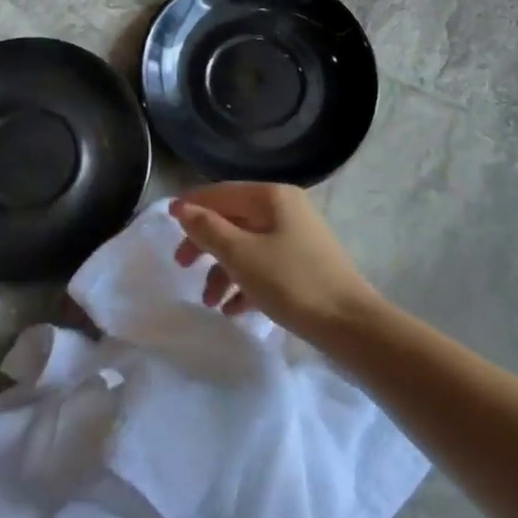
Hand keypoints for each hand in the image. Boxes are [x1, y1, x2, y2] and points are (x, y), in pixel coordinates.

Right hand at [170, 182, 382, 339]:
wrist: (350, 325)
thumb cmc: (291, 282)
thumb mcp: (241, 255)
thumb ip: (207, 229)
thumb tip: (182, 208)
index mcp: (271, 197)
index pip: (221, 192)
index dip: (192, 206)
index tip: (166, 226)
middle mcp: (285, 208)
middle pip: (232, 219)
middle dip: (205, 244)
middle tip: (182, 267)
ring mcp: (296, 236)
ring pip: (247, 245)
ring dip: (223, 271)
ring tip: (210, 303)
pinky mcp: (303, 264)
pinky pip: (264, 265)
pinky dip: (245, 283)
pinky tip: (234, 310)